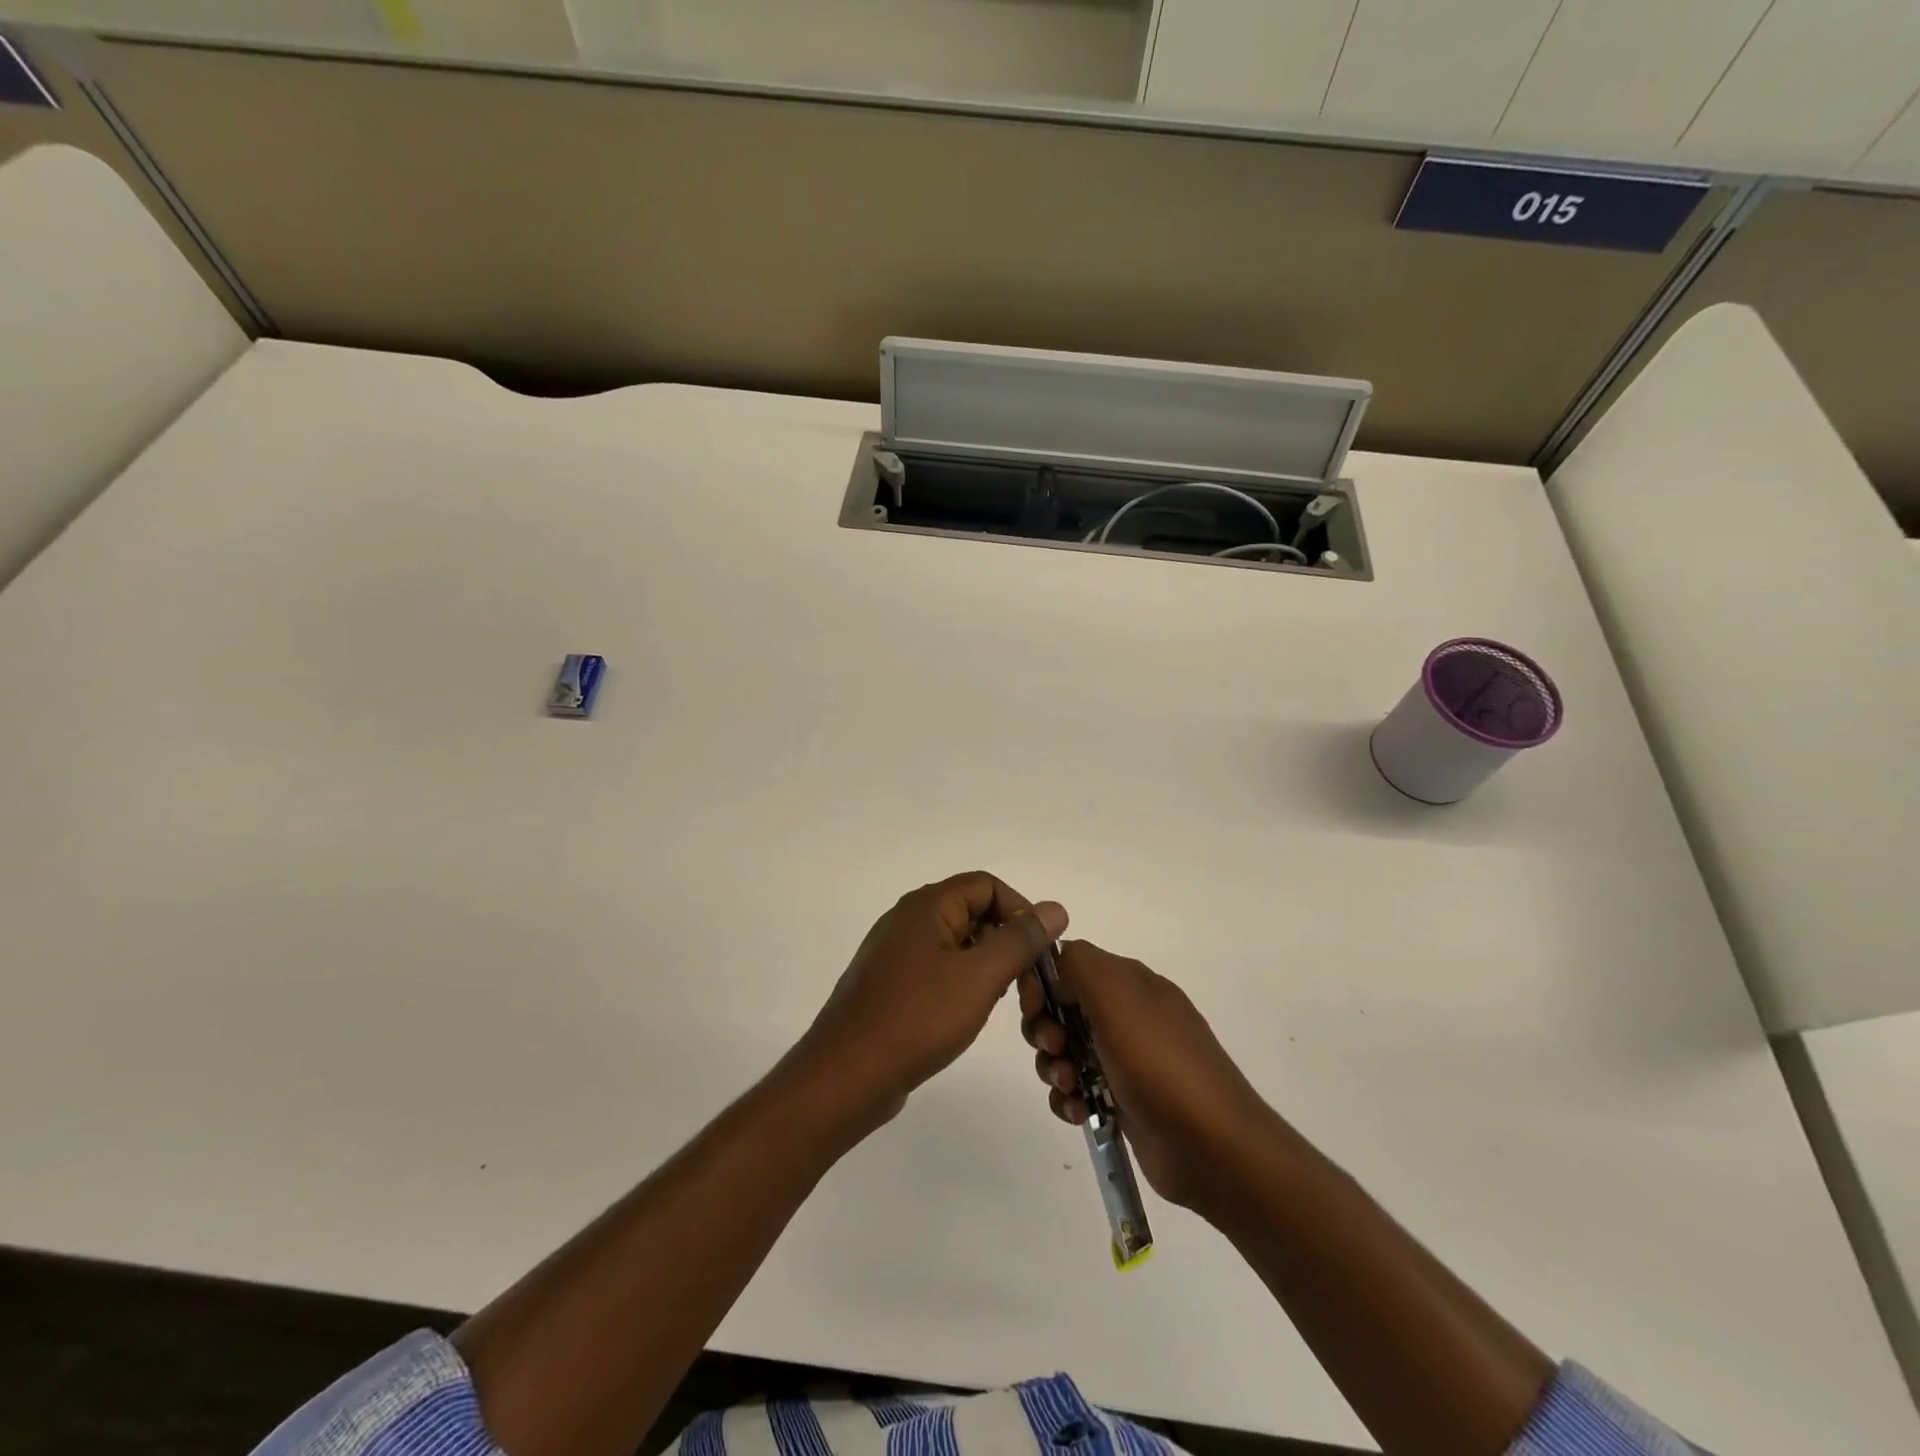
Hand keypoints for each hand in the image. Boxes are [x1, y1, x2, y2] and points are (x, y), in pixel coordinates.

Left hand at [793, 872, 1067, 1134]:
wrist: (846, 1076)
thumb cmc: (917, 1019)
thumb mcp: (979, 976)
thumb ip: (1020, 940)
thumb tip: (1055, 908)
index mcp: (926, 906)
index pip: (987, 885)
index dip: (1020, 910)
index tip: (1042, 952)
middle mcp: (908, 920)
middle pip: (974, 913)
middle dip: (1009, 943)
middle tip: (1031, 989)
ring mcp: (896, 954)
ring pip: (958, 945)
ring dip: (990, 967)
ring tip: (1008, 1006)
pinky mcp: (892, 985)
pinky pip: (939, 969)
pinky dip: (965, 984)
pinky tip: (971, 1014)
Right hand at [1021, 940, 1269, 1211]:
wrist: (1212, 1147)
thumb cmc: (1159, 1063)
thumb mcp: (1117, 996)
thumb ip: (1078, 964)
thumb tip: (1054, 966)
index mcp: (1128, 982)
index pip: (1067, 964)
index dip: (1042, 983)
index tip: (1035, 1009)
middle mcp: (1126, 1014)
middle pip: (1061, 1009)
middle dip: (1045, 1029)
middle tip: (1055, 1049)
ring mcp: (1125, 1059)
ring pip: (1065, 1052)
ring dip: (1054, 1067)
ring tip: (1071, 1088)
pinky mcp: (1121, 1100)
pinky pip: (1077, 1089)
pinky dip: (1069, 1099)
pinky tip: (1079, 1114)